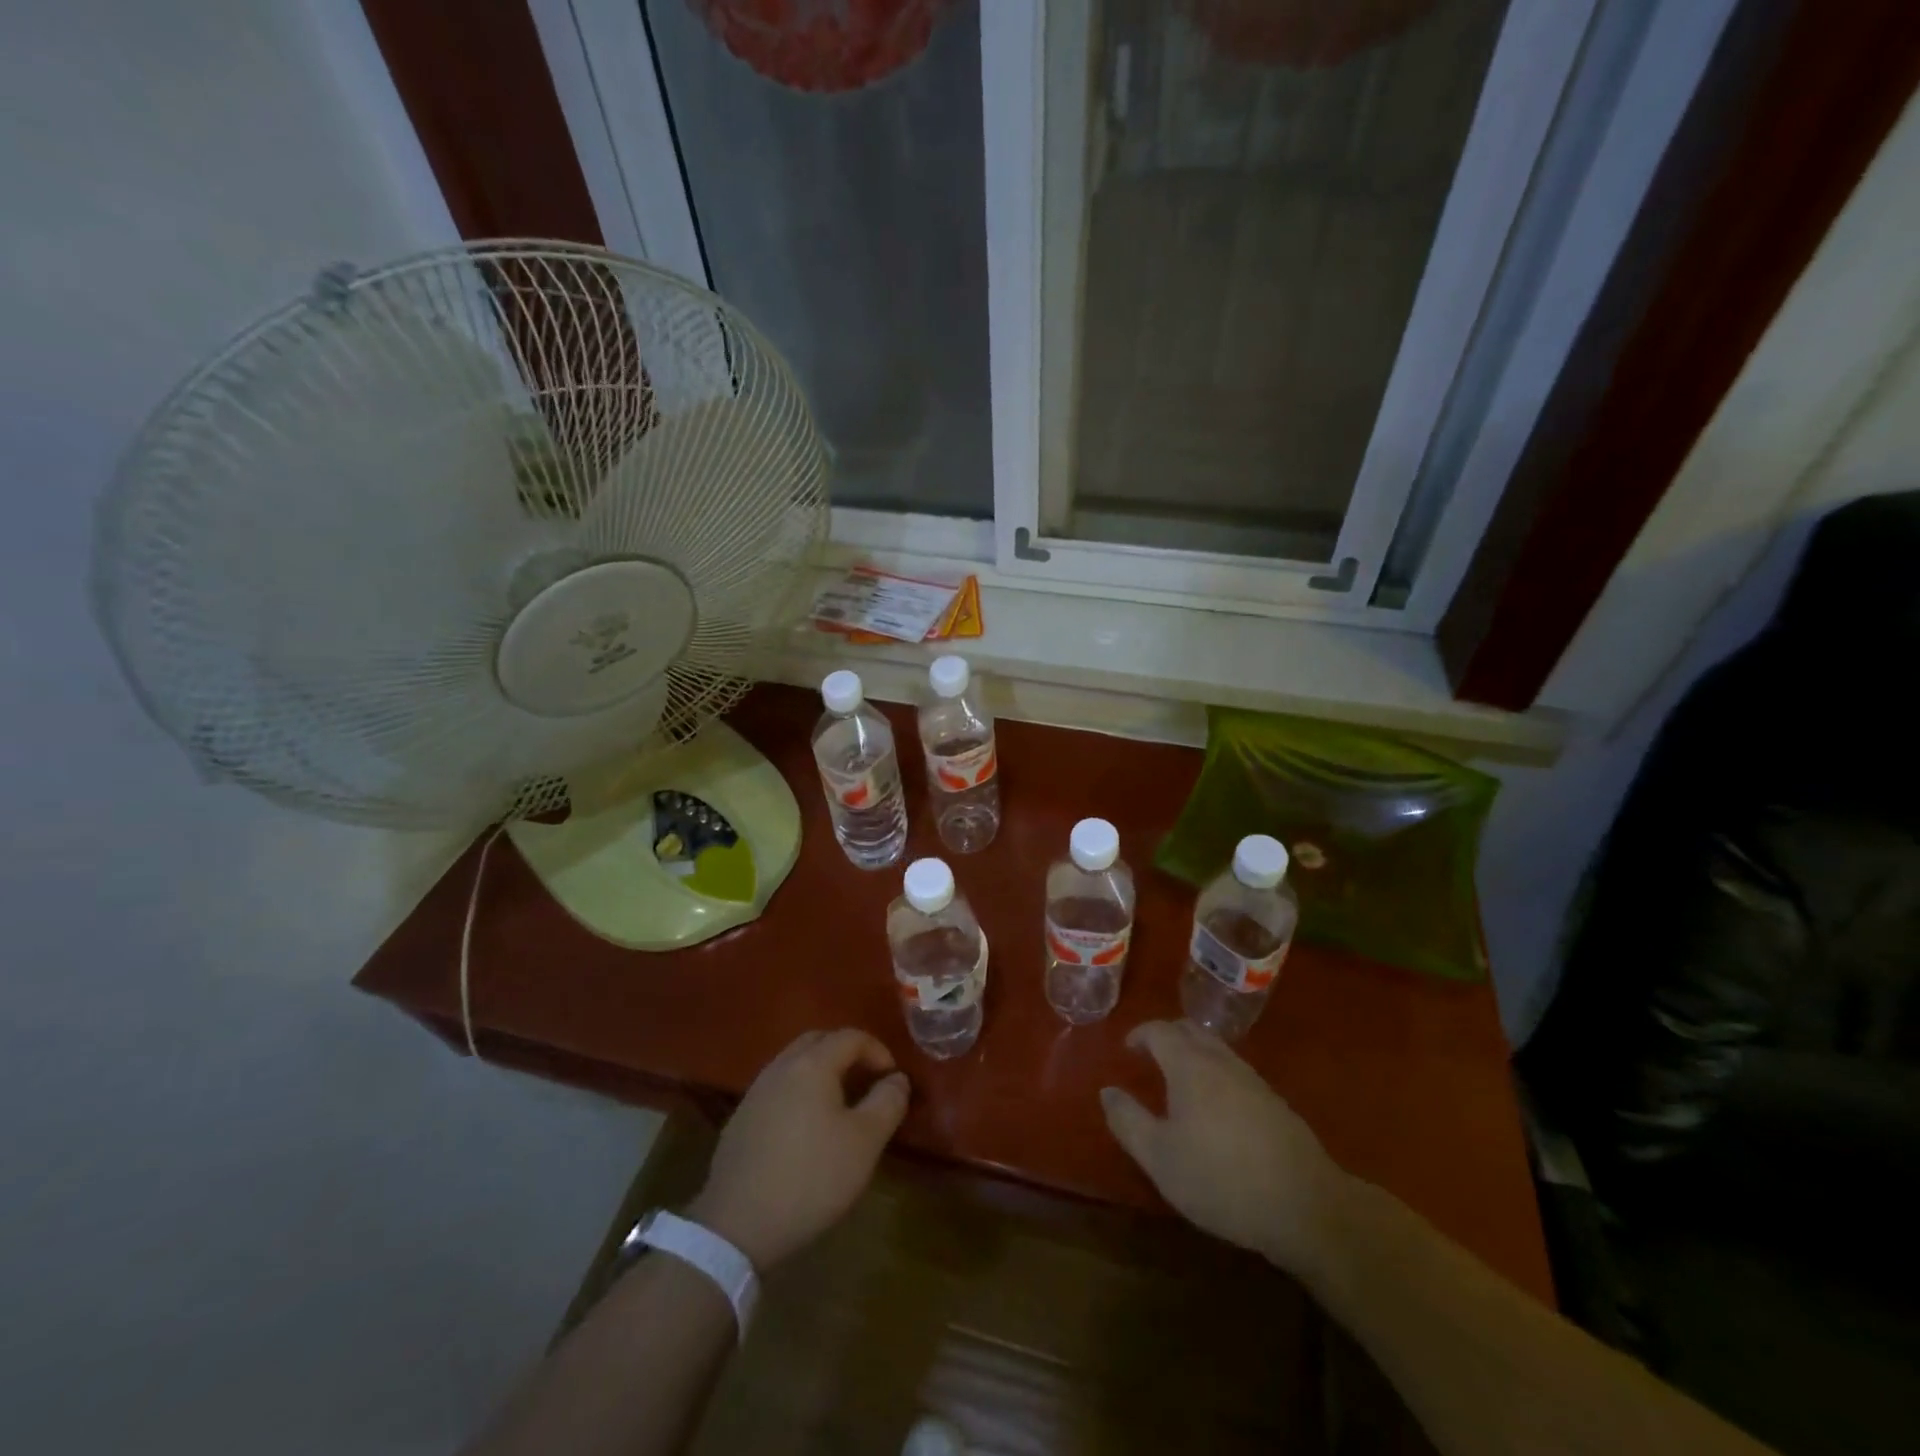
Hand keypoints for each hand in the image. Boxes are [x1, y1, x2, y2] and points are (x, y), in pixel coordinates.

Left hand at [688, 1029, 909, 1270]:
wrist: (737, 1226)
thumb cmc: (812, 1177)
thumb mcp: (865, 1142)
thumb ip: (888, 1102)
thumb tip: (897, 1078)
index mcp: (812, 1065)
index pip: (850, 1037)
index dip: (877, 1050)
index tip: (892, 1078)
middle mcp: (780, 1068)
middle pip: (817, 1041)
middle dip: (846, 1052)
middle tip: (866, 1079)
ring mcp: (755, 1093)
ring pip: (794, 1063)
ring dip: (820, 1071)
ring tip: (839, 1103)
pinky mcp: (740, 1120)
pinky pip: (777, 1089)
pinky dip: (798, 1092)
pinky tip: (805, 1127)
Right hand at [1101, 1020, 1346, 1278]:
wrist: (1306, 1206)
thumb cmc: (1220, 1178)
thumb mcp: (1160, 1157)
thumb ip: (1128, 1121)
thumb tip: (1107, 1091)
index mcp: (1190, 1066)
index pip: (1160, 1030)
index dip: (1140, 1034)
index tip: (1127, 1049)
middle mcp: (1221, 1061)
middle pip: (1191, 1030)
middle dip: (1167, 1036)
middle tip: (1150, 1056)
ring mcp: (1253, 1080)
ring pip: (1216, 1049)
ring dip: (1193, 1053)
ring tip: (1179, 1080)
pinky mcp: (1275, 1103)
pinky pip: (1235, 1071)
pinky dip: (1216, 1073)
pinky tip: (1216, 1107)